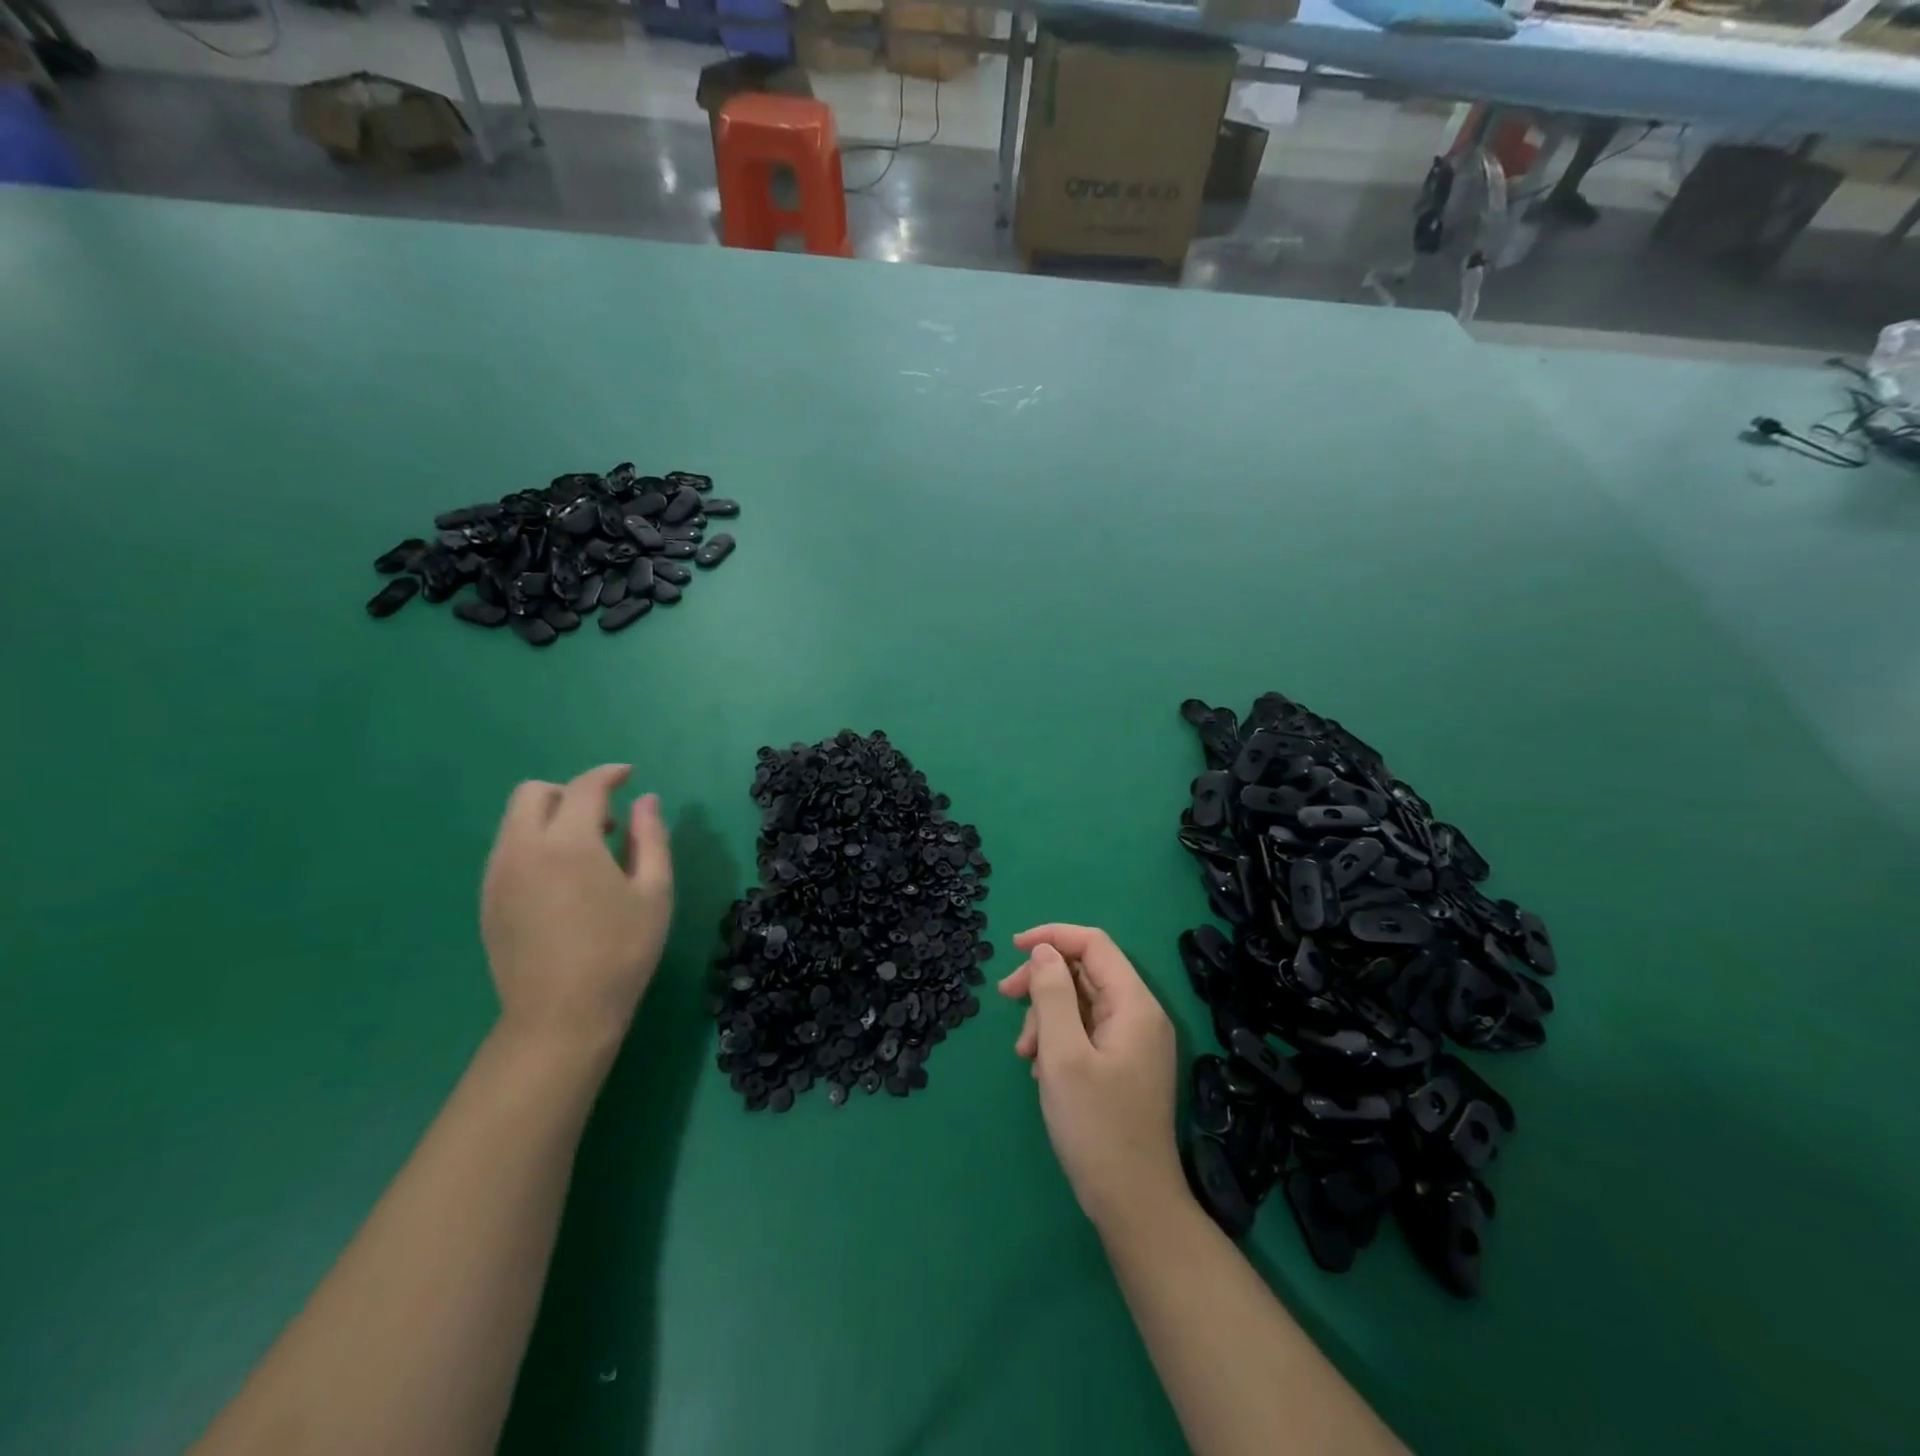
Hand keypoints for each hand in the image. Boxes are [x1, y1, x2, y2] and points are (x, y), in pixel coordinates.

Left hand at [481, 764, 673, 1064]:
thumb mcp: (654, 892)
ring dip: (550, 819)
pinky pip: (508, 851)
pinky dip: (535, 845)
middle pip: (533, 794)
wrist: (561, 1017)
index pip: (584, 787)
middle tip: (606, 820)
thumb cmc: (621, 952)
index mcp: (568, 843)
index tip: (630, 776)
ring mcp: (497, 876)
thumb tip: (647, 801)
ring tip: (588, 854)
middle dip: (570, 792)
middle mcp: (522, 849)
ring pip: (515, 822)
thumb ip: (651, 838)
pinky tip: (563, 881)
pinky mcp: (487, 901)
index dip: (609, 775)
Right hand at [999, 924, 1183, 1231]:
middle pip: (1085, 972)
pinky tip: (1043, 1070)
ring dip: (1047, 1016)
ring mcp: (1135, 1042)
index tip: (1012, 949)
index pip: (1094, 944)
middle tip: (1006, 1000)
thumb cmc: (1096, 1126)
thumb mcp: (1063, 1054)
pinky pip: (1087, 1031)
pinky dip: (1060, 1039)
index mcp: (1134, 1004)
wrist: (1134, 1204)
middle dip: (1043, 982)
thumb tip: (1043, 952)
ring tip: (1026, 1055)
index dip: (1052, 937)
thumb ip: (1052, 994)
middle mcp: (1140, 1015)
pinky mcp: (1126, 1065)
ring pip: (1082, 1003)